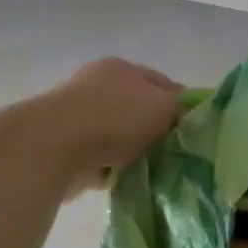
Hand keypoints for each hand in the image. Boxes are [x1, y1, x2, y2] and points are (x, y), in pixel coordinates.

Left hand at [37, 58, 184, 191]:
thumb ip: (180, 108)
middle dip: (155, 131)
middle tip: (174, 153)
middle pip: (139, 109)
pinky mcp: (64, 145)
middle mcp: (98, 85)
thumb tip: (184, 114)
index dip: (182, 106)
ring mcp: (78, 115)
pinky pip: (100, 157)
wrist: (53, 146)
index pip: (163, 83)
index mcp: (122, 68)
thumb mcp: (163, 106)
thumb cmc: (115, 118)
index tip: (194, 132)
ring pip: (119, 135)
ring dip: (132, 152)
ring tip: (150, 170)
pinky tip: (122, 179)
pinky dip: (111, 168)